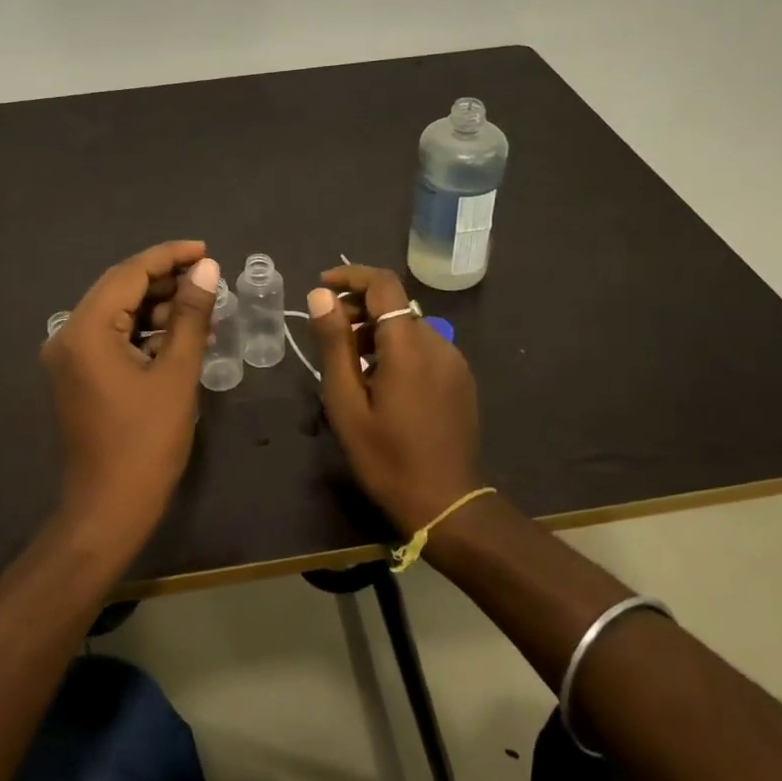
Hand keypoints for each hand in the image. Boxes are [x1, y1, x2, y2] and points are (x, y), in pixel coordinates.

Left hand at [41, 241, 219, 546]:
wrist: (108, 511)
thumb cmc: (146, 443)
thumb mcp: (176, 374)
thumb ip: (190, 315)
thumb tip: (207, 269)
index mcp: (85, 330)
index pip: (129, 273)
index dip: (169, 257)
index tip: (207, 252)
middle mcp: (68, 335)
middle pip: (120, 290)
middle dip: (166, 282)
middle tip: (210, 282)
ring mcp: (69, 358)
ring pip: (118, 315)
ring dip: (159, 310)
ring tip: (205, 315)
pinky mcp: (78, 377)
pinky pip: (113, 340)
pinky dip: (145, 336)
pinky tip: (181, 341)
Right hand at [307, 264, 481, 534]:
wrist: (446, 503)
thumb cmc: (386, 457)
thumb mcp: (346, 403)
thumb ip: (334, 344)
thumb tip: (321, 296)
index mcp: (409, 346)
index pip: (383, 285)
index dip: (350, 277)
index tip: (321, 288)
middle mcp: (438, 343)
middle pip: (395, 305)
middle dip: (358, 308)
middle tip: (328, 334)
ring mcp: (454, 362)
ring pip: (410, 327)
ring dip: (377, 331)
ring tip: (349, 363)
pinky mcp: (461, 380)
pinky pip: (424, 348)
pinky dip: (397, 349)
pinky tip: (380, 381)